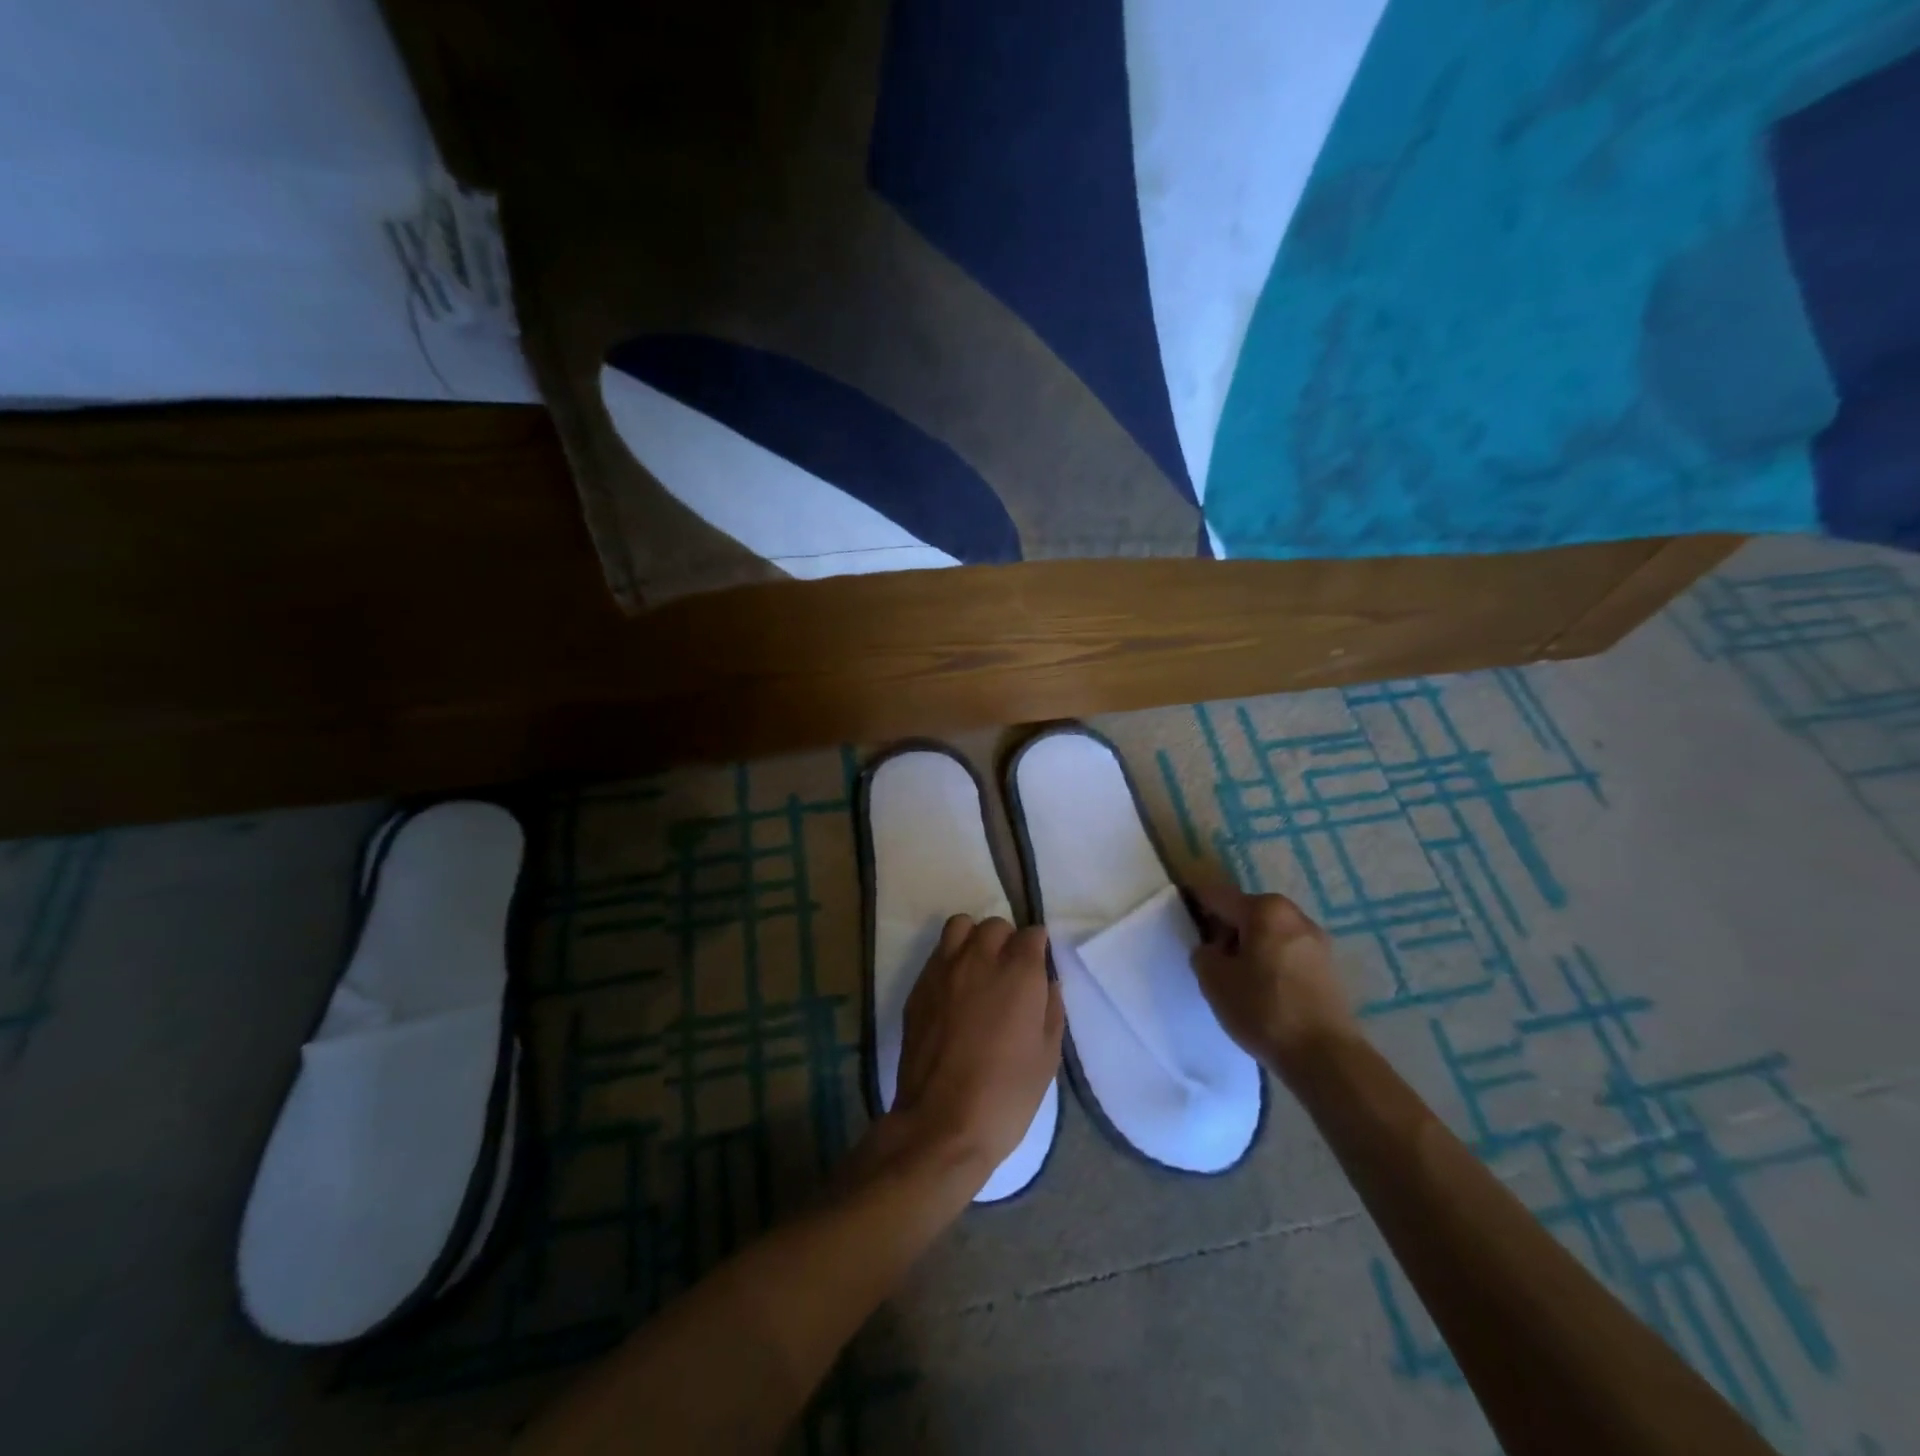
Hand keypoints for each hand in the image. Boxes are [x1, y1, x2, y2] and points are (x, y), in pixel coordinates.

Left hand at [876, 916, 1063, 1192]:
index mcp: (1019, 973)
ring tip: (978, 968)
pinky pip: (937, 953)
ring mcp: (944, 969)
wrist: (942, 1122)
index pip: (1032, 934)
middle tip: (1009, 971)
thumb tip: (1048, 982)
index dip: (1037, 948)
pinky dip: (950, 959)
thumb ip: (1051, 1009)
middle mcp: (980, 959)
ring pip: (961, 926)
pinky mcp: (919, 986)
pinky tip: (955, 989)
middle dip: (1007, 941)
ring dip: (974, 939)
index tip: (1038, 968)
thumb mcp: (1048, 1056)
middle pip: (995, 925)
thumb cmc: (1007, 1094)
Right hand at [1187, 882, 1357, 1074]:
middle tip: (1211, 959)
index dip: (1196, 904)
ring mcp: (1316, 941)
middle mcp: (1294, 915)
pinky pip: (1287, 953)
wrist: (1325, 1057)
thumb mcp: (1213, 980)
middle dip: (1225, 929)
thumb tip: (1213, 949)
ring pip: (1268, 933)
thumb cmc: (1263, 1009)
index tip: (1183, 920)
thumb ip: (1203, 953)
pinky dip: (1270, 962)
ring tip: (1237, 979)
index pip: (1218, 896)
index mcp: (1264, 909)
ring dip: (1249, 947)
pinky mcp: (1328, 968)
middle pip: (1246, 912)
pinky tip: (1263, 991)